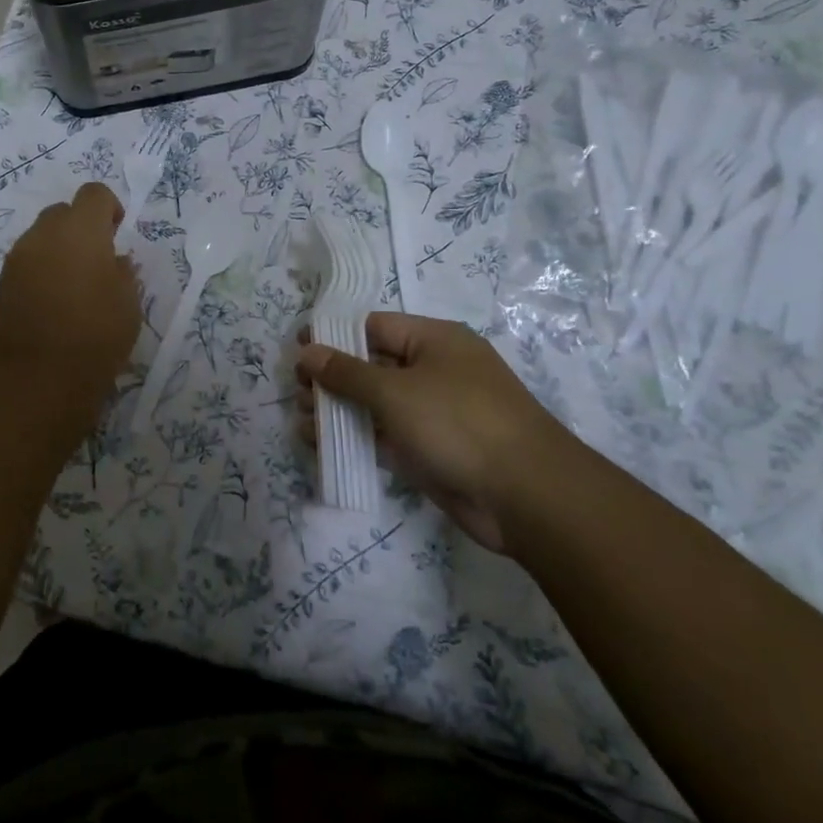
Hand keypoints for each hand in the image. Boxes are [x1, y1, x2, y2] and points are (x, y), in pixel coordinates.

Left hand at [0, 182, 140, 420]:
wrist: (38, 378)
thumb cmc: (96, 334)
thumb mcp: (128, 303)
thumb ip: (123, 272)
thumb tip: (116, 261)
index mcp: (80, 230)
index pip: (94, 193)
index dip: (109, 207)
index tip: (118, 233)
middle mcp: (43, 234)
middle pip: (63, 212)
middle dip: (81, 227)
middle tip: (98, 260)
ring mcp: (17, 258)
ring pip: (41, 237)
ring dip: (59, 249)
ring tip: (75, 285)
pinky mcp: (2, 284)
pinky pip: (27, 262)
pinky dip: (42, 270)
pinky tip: (54, 302)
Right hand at [296, 313, 578, 555]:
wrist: (525, 497)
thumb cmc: (458, 423)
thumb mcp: (395, 391)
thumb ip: (346, 372)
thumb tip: (307, 351)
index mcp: (435, 340)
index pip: (374, 326)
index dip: (334, 335)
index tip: (298, 349)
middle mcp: (434, 370)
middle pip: (372, 364)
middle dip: (332, 377)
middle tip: (296, 391)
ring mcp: (433, 412)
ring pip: (376, 403)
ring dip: (338, 410)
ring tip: (301, 421)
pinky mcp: (431, 449)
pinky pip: (386, 434)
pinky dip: (356, 437)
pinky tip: (321, 445)